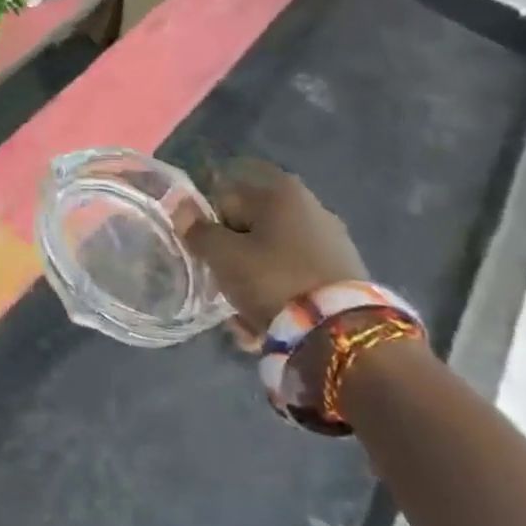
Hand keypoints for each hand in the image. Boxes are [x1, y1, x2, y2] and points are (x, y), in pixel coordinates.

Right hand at [181, 162, 370, 333]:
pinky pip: (297, 276)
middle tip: (226, 289)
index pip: (225, 200)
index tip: (209, 261)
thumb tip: (179, 205)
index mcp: (280, 192)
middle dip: (235, 260)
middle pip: (250, 230)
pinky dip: (282, 293)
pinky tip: (272, 321)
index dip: (210, 231)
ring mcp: (332, 239)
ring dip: (256, 281)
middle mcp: (310, 205)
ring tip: (248, 317)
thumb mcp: (224, 256)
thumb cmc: (274, 280)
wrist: (342, 333)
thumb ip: (197, 230)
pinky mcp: (345, 272)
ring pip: (273, 257)